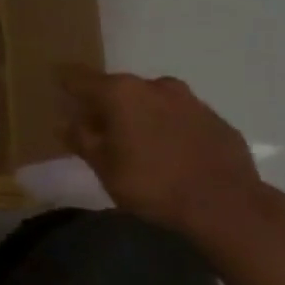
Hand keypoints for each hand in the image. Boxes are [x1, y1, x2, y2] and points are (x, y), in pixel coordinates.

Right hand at [57, 65, 259, 234]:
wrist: (228, 207)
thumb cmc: (154, 185)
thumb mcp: (105, 168)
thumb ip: (81, 140)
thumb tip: (65, 122)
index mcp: (120, 92)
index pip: (79, 77)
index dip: (64, 81)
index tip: (55, 85)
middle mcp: (154, 85)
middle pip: (118, 88)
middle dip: (106, 105)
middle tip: (99, 129)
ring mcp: (190, 101)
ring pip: (153, 101)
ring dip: (141, 116)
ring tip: (139, 144)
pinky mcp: (216, 120)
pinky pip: (181, 119)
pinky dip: (171, 130)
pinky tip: (173, 156)